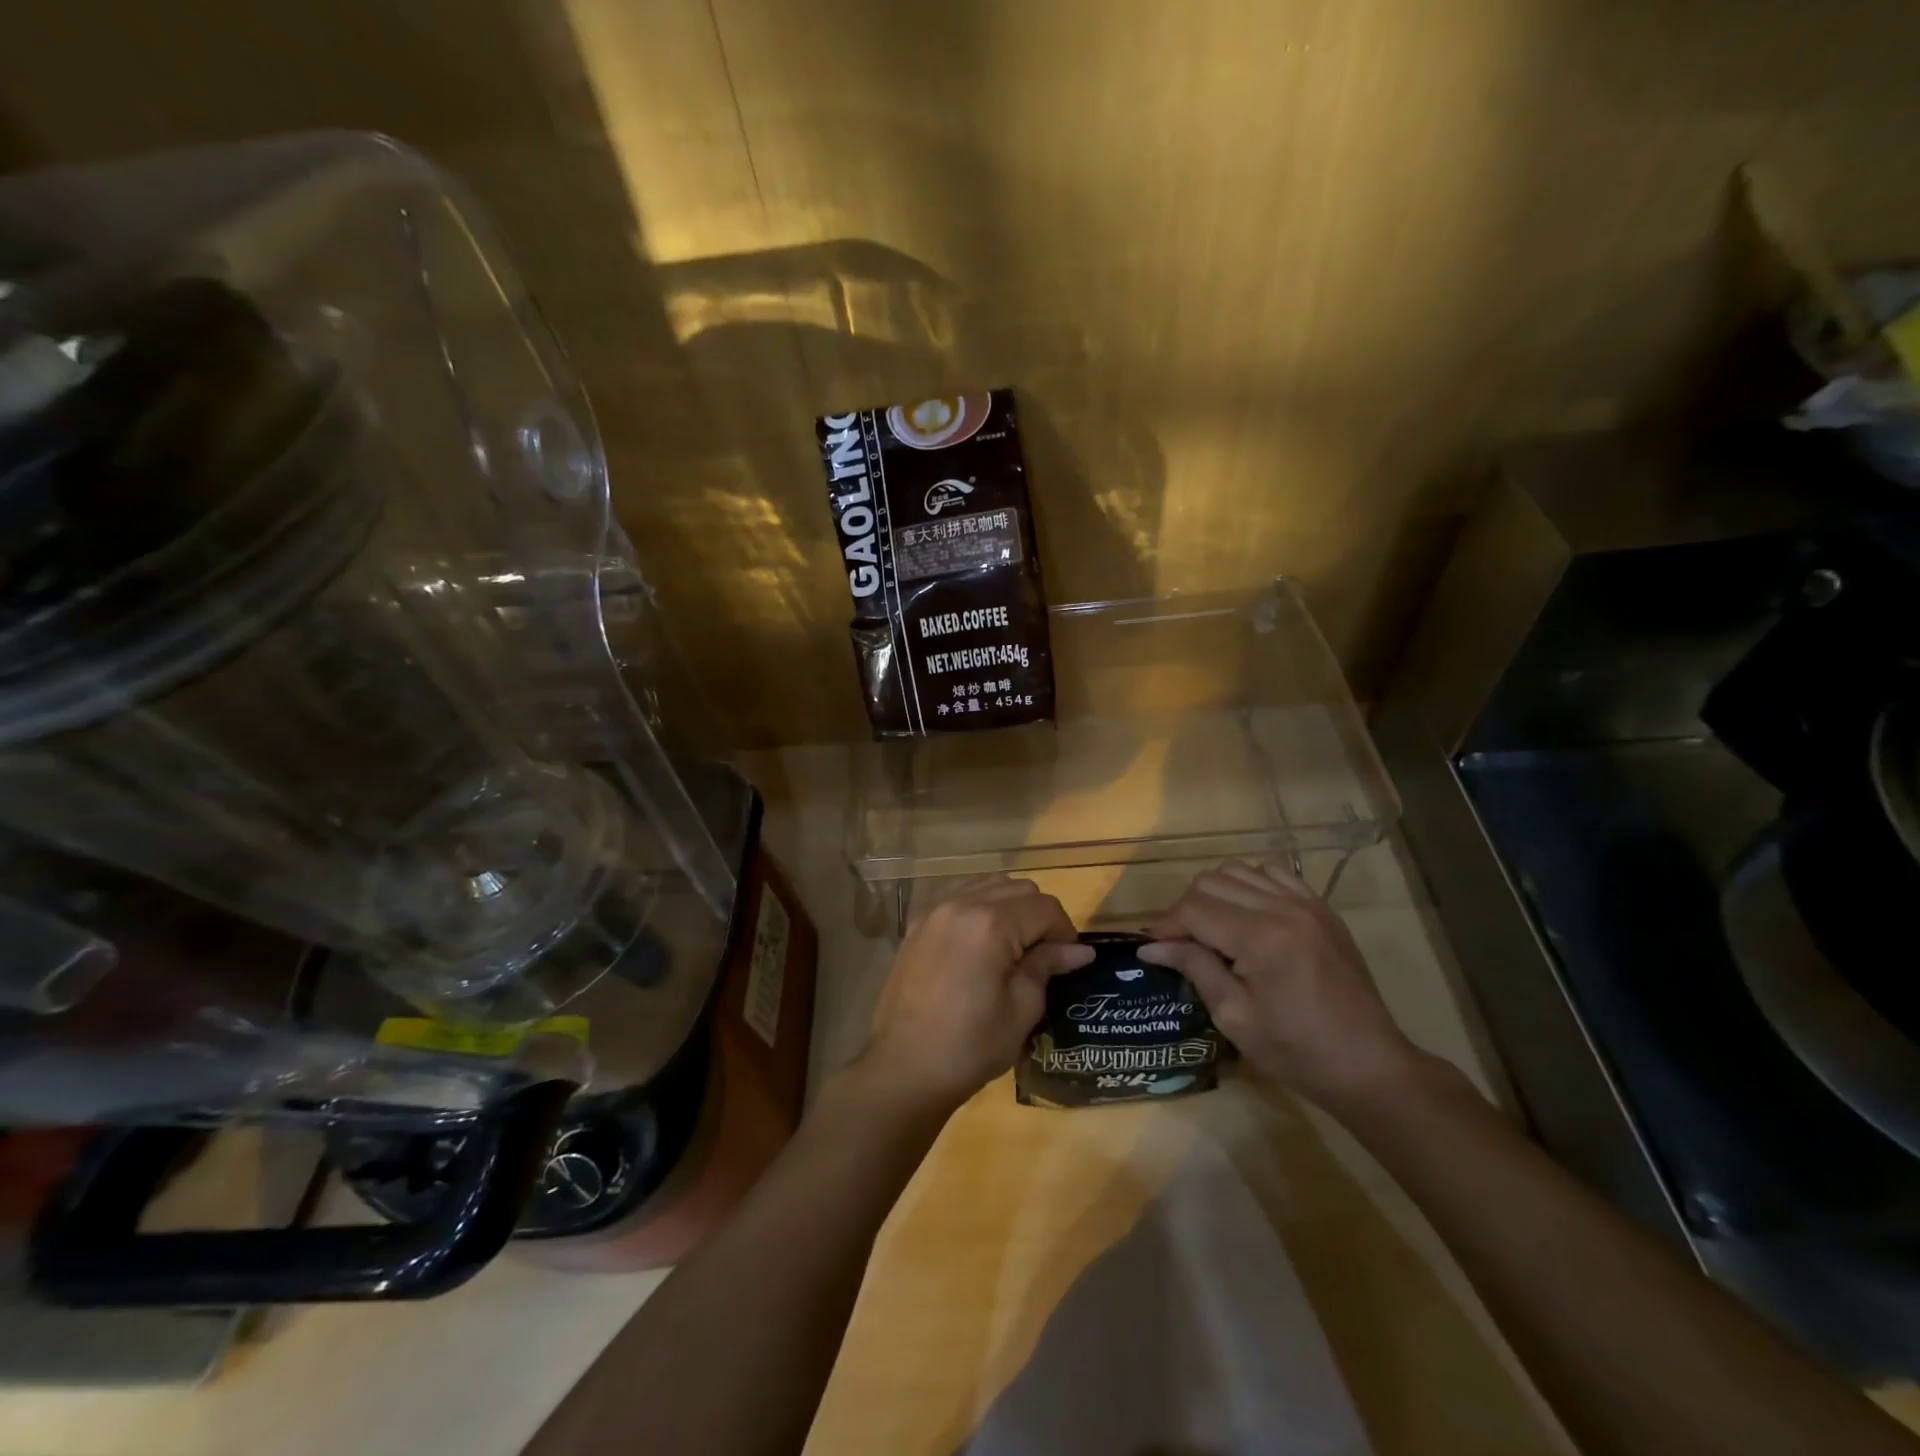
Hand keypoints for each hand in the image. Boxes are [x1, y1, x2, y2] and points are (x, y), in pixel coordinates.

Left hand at [859, 878, 1093, 1112]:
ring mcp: (935, 911)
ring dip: (1010, 907)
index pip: (1045, 907)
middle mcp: (962, 904)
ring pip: (988, 886)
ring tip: (1012, 948)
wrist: (904, 1068)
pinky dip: (980, 910)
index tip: (1068, 961)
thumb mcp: (1021, 1009)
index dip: (1065, 932)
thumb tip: (1080, 950)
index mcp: (991, 924)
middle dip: (1039, 915)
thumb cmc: (970, 1046)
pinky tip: (981, 946)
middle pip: (1018, 888)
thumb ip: (1047, 966)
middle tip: (1043, 955)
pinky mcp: (918, 925)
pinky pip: (960, 898)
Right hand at [1138, 860, 1421, 1111]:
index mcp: (1260, 939)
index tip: (1153, 947)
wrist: (1368, 1064)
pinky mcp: (1322, 907)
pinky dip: (1250, 885)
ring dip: (1216, 893)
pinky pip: (1273, 873)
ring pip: (1238, 870)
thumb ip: (1194, 968)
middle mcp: (1282, 908)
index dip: (1166, 926)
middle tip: (1182, 943)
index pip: (1193, 909)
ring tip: (1214, 928)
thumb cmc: (1296, 1051)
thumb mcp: (1234, 1017)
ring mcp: (1306, 903)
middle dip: (1187, 908)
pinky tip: (1247, 915)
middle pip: (1211, 881)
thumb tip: (1151, 946)